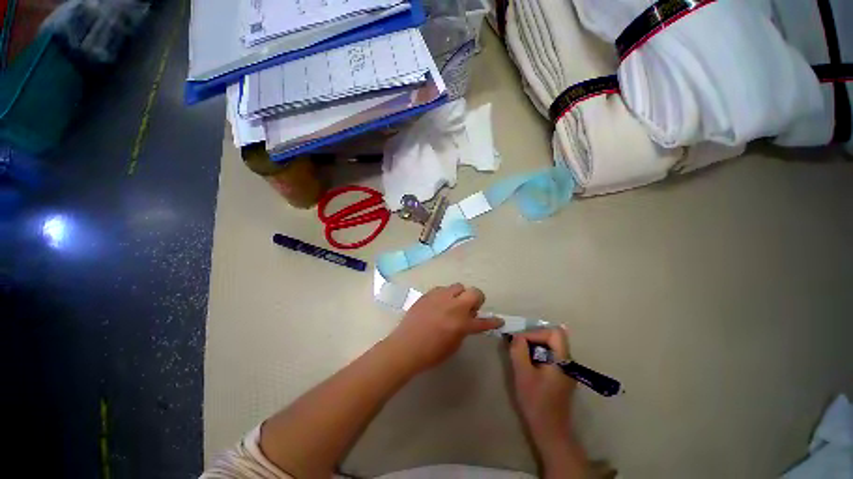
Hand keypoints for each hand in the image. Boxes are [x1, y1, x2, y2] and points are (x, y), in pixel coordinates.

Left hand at [385, 283, 503, 373]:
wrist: (406, 346)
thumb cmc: (431, 353)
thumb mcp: (453, 345)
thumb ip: (464, 329)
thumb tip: (468, 318)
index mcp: (461, 324)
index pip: (484, 321)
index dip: (493, 321)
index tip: (499, 320)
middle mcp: (453, 306)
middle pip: (474, 292)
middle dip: (476, 299)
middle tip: (470, 308)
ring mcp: (440, 297)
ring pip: (458, 286)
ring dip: (459, 295)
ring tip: (452, 304)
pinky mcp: (429, 294)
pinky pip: (442, 289)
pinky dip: (445, 295)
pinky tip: (439, 304)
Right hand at [509, 327, 575, 447]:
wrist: (549, 431)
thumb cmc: (536, 402)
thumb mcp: (523, 373)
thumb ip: (519, 350)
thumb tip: (517, 336)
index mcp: (563, 361)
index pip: (554, 333)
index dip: (536, 332)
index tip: (521, 341)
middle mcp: (568, 362)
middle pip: (553, 338)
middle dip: (533, 338)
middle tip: (517, 345)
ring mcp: (566, 370)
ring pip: (550, 347)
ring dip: (534, 346)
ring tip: (519, 354)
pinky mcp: (561, 377)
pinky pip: (550, 357)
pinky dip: (537, 355)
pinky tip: (527, 364)